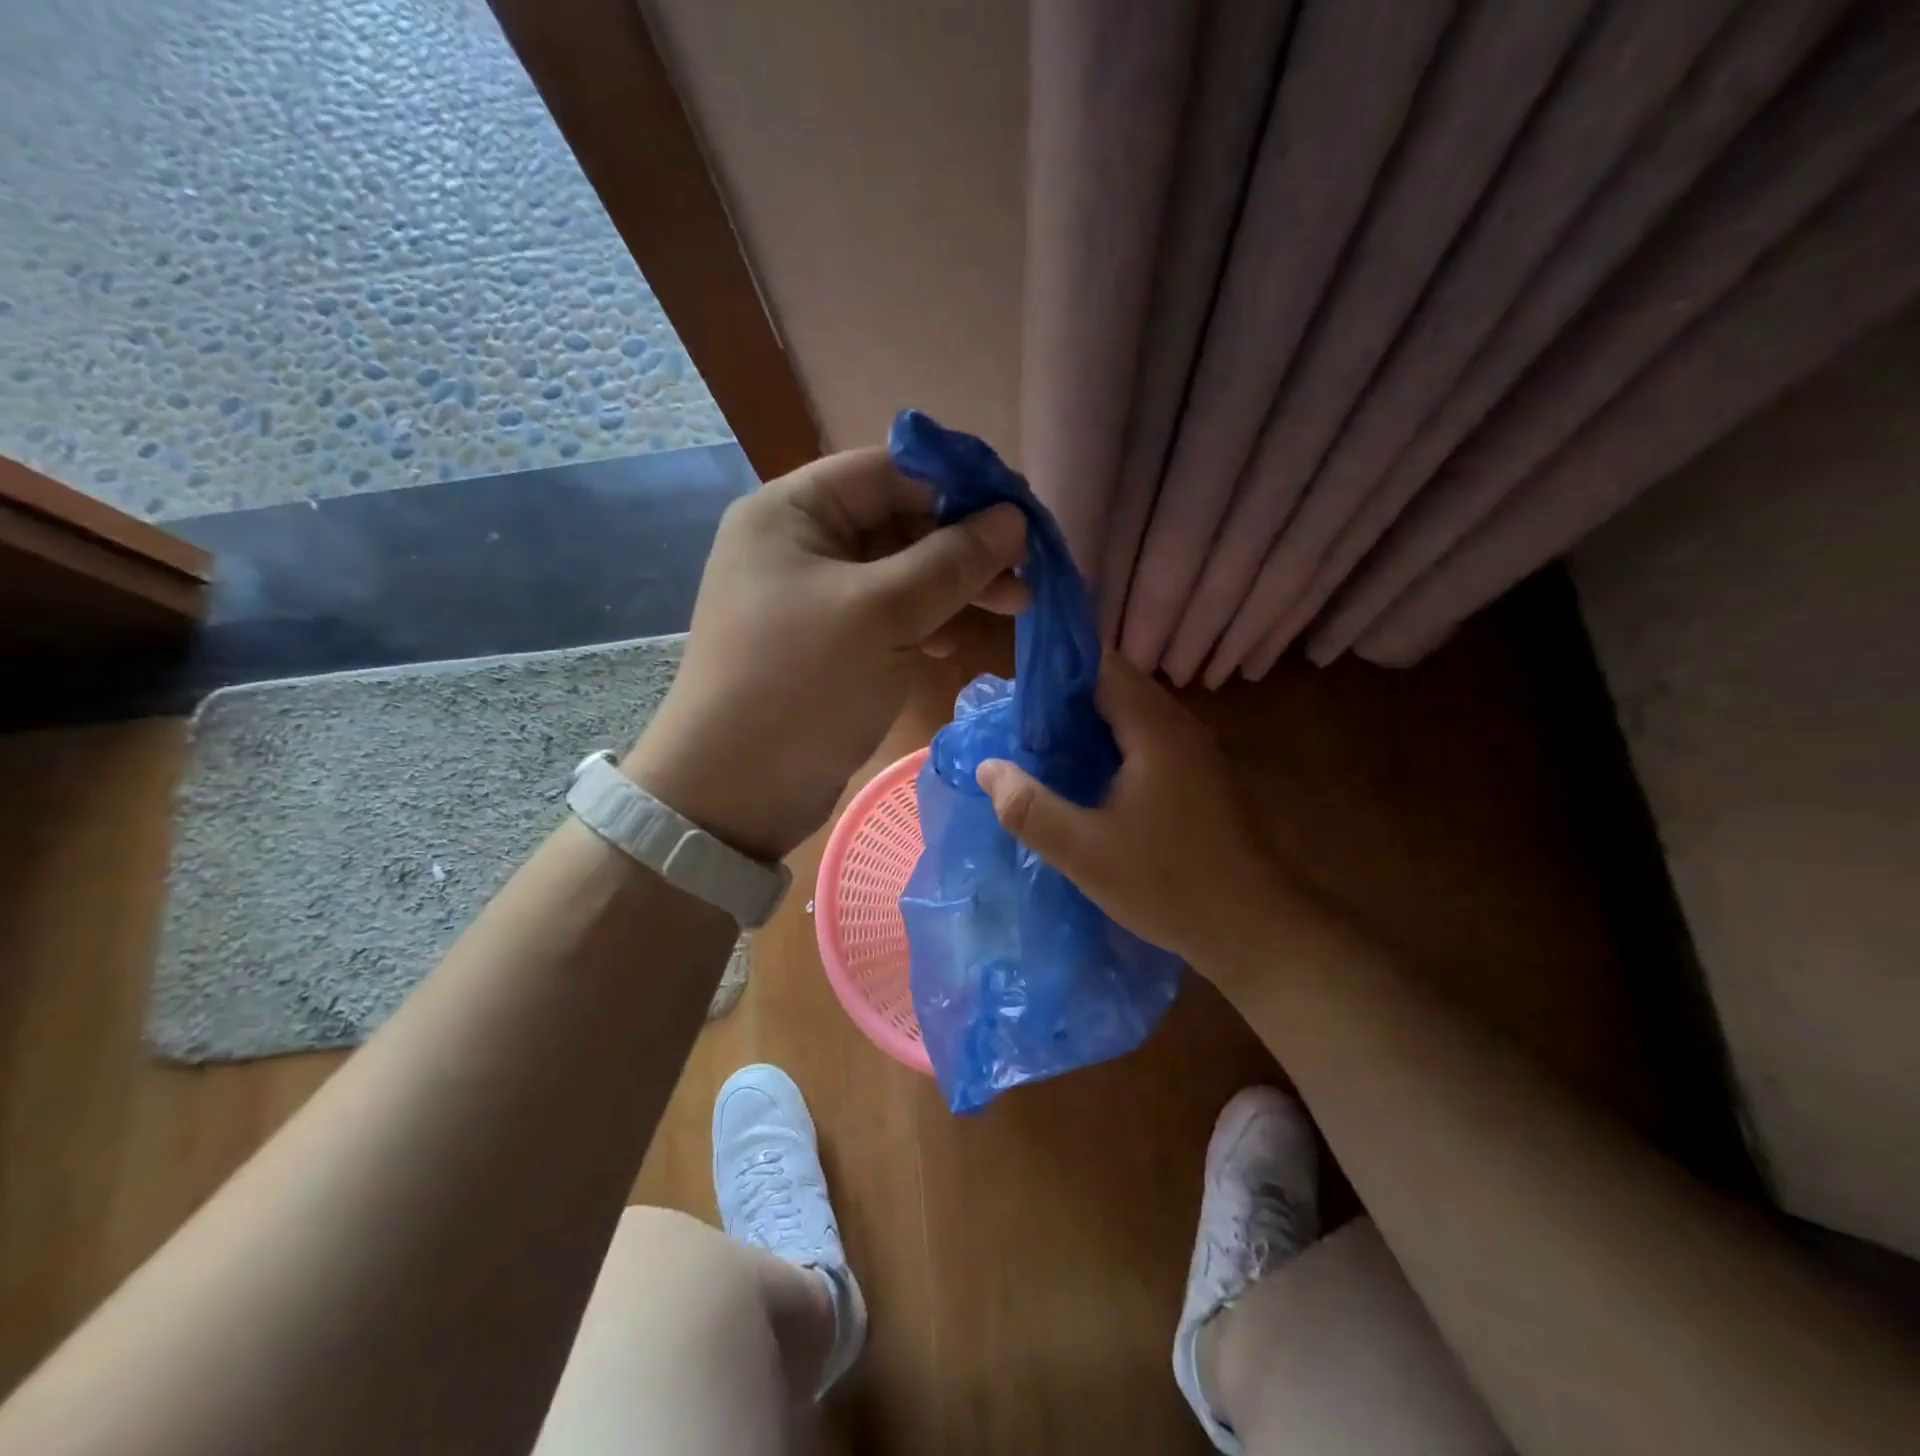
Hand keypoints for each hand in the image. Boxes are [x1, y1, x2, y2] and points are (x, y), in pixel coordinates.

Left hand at [626, 447, 1027, 860]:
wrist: (735, 792)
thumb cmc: (802, 685)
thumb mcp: (883, 614)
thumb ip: (953, 560)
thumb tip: (1014, 517)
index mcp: (792, 511)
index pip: (889, 471)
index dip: (959, 485)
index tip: (1020, 513)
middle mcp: (799, 544)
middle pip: (899, 521)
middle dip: (964, 545)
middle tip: (1026, 573)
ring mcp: (813, 597)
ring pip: (900, 573)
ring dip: (956, 587)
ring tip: (1017, 607)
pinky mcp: (828, 644)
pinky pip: (889, 615)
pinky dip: (929, 622)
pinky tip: (963, 640)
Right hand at [973, 655, 1300, 972]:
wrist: (1258, 930)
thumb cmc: (1171, 885)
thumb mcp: (1085, 853)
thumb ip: (1030, 808)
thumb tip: (989, 767)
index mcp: (1156, 729)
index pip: (1101, 666)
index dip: (1054, 674)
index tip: (1014, 700)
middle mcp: (1180, 727)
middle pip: (1116, 687)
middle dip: (1065, 702)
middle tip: (1020, 730)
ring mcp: (1196, 752)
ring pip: (1132, 716)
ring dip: (1088, 726)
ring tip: (1043, 752)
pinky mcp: (1201, 778)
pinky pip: (1147, 742)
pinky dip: (1112, 747)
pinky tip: (1087, 780)